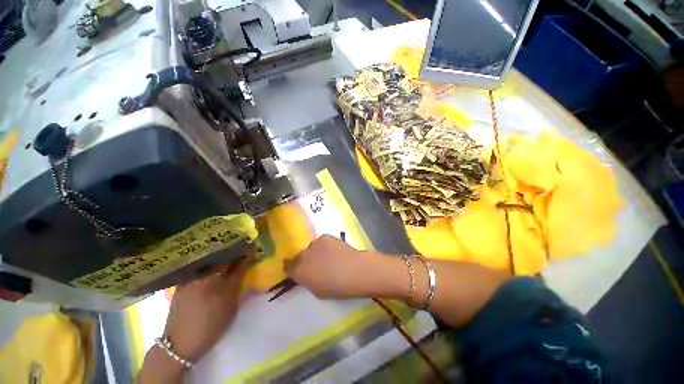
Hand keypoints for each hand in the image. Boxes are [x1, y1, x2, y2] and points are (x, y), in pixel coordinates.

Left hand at [139, 257, 251, 382]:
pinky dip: (207, 264)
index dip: (247, 257)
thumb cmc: (211, 328)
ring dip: (221, 258)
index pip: (240, 266)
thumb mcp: (232, 310)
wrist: (180, 343)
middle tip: (239, 251)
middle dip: (234, 254)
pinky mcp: (183, 282)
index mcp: (225, 288)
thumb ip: (239, 290)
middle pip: (225, 260)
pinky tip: (209, 265)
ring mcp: (195, 280)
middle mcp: (210, 280)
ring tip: (225, 256)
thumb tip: (246, 276)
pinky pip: (199, 268)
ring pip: (211, 262)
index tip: (252, 251)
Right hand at [285, 235, 381, 298]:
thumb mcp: (317, 291)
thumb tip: (306, 274)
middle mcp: (303, 256)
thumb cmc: (337, 287)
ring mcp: (314, 244)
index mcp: (299, 272)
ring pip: (310, 247)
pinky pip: (320, 241)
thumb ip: (308, 281)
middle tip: (315, 264)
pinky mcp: (324, 237)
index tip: (296, 269)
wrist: (354, 270)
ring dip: (315, 252)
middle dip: (304, 260)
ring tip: (328, 256)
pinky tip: (334, 250)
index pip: (288, 267)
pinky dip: (324, 245)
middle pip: (298, 256)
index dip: (291, 267)